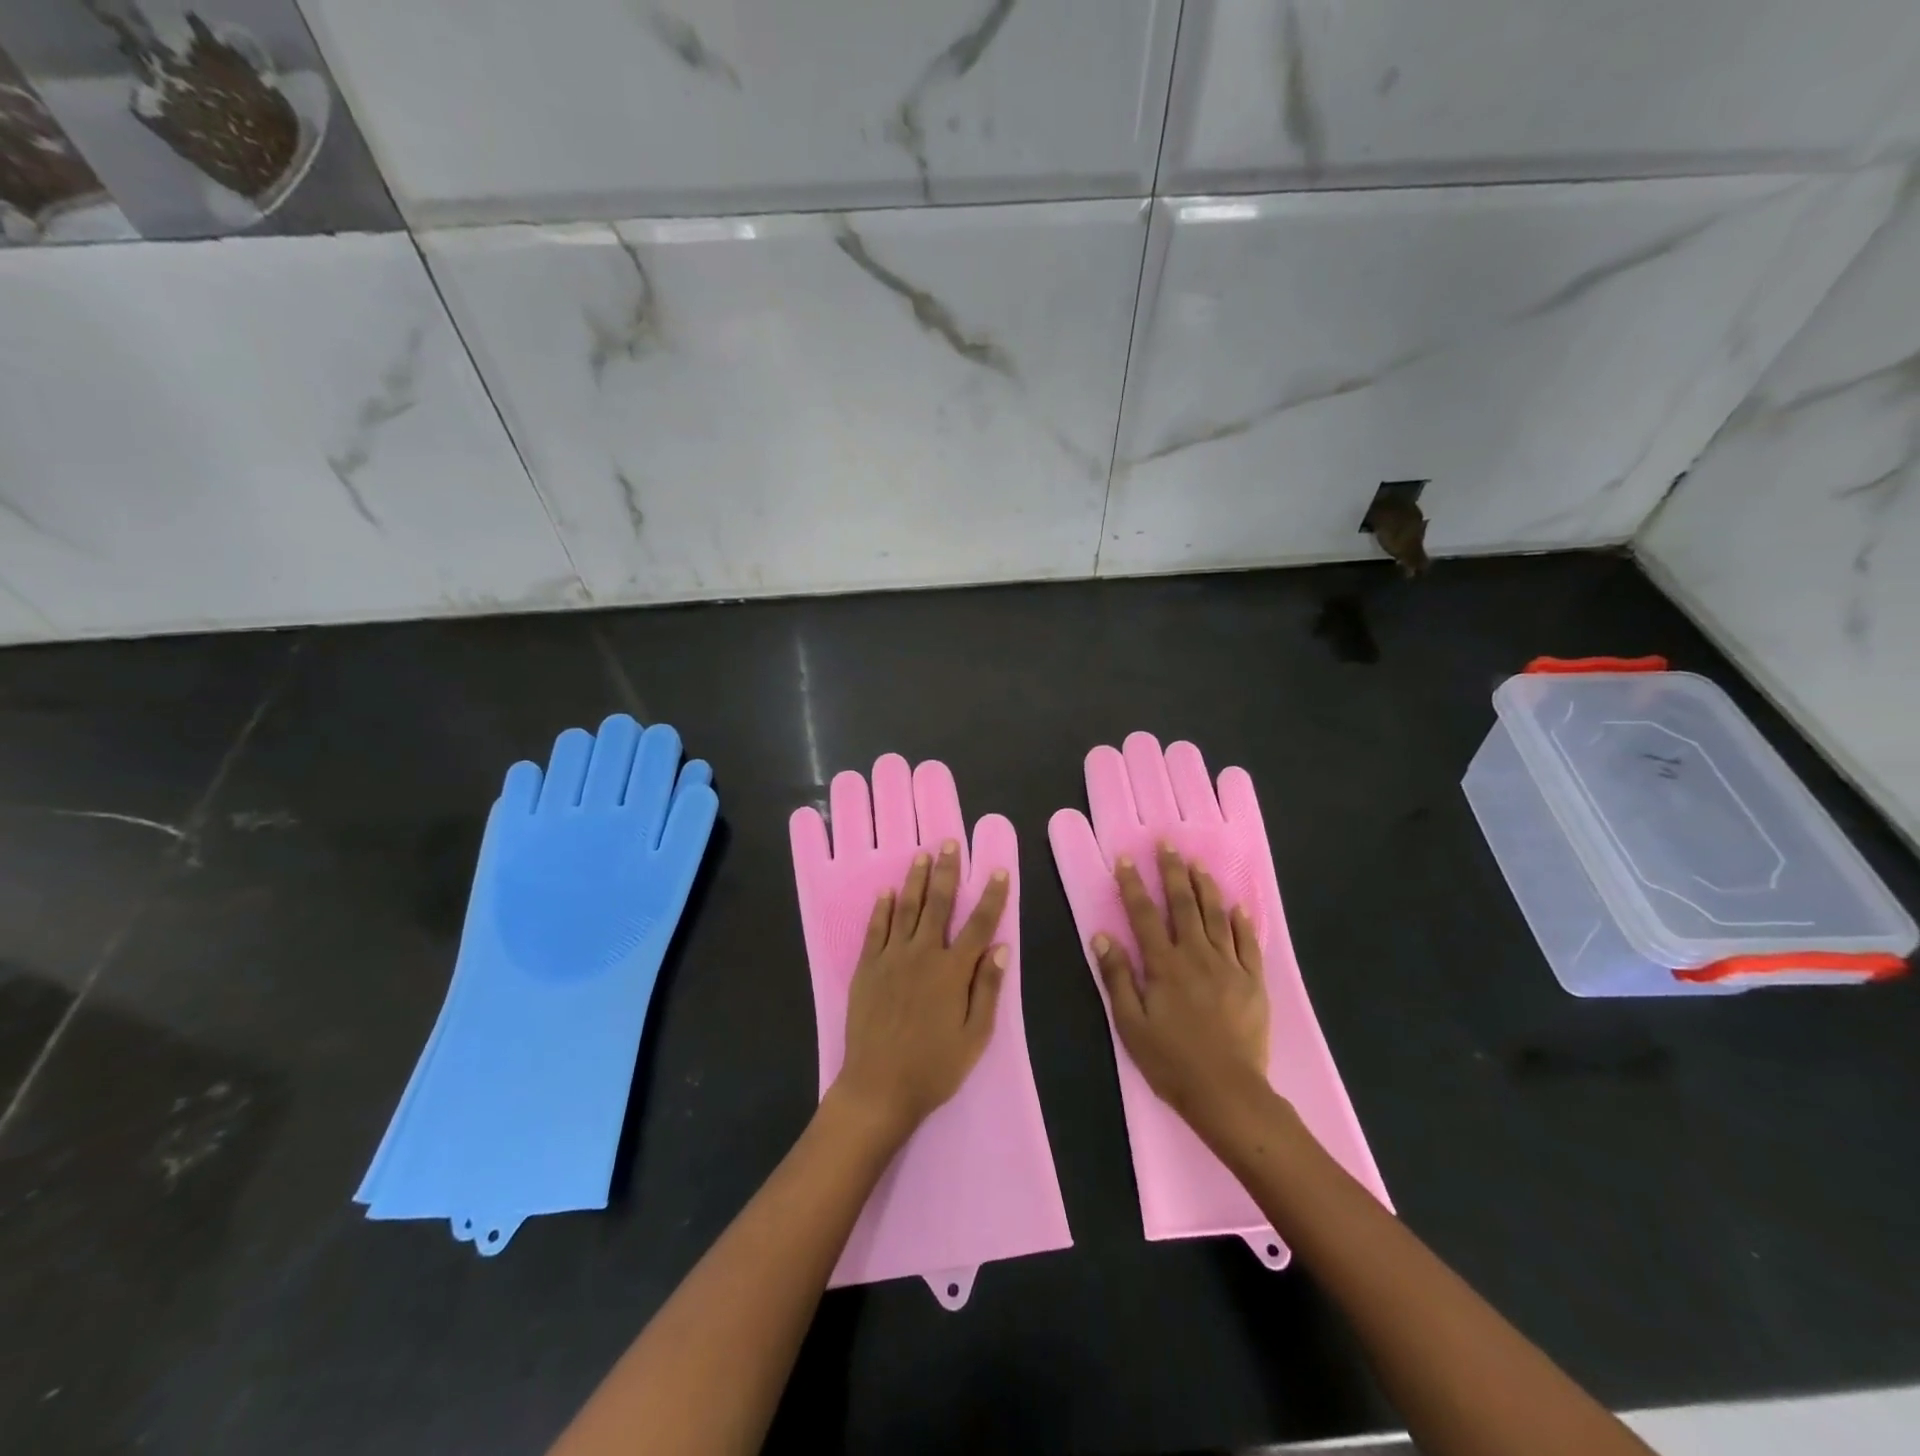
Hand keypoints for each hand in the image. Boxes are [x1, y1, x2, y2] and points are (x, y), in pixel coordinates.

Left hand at [831, 839, 1010, 1138]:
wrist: (878, 1086)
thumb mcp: (975, 1036)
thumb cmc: (934, 1067)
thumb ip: (987, 989)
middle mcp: (923, 954)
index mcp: (953, 971)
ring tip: (921, 855)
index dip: (992, 896)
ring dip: (915, 880)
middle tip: (949, 843)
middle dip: (947, 871)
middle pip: (938, 904)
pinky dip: (882, 908)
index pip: (979, 924)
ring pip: (906, 908)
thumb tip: (1000, 948)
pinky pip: (876, 929)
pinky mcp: (867, 968)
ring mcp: (891, 958)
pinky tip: (886, 891)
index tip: (999, 871)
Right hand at [1092, 842, 1268, 1127]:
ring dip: (1205, 887)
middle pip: (1183, 905)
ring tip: (1198, 863)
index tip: (1126, 858)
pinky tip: (1238, 905)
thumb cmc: (1171, 1061)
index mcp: (1164, 965)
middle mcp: (1196, 956)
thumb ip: (1117, 977)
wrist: (1228, 1093)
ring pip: (1216, 916)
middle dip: (1173, 872)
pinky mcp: (1253, 982)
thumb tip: (1102, 936)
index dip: (1133, 885)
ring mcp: (1229, 966)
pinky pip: (1248, 943)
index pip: (1144, 915)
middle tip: (1167, 844)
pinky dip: (1242, 922)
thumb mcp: (1130, 1024)